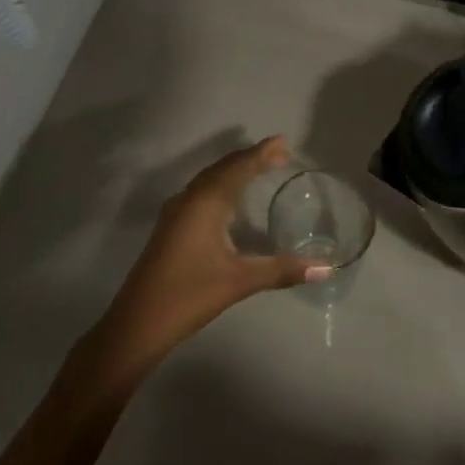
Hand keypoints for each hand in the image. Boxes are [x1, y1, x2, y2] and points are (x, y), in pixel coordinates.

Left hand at [99, 137, 326, 364]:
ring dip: (234, 170)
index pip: (238, 167)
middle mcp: (189, 199)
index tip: (284, 143)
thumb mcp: (240, 281)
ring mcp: (176, 213)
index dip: (262, 153)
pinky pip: (200, 193)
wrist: (138, 321)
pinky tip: (229, 200)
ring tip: (259, 168)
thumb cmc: (190, 294)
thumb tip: (326, 268)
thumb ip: (282, 270)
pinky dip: (220, 185)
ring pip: (208, 180)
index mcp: (206, 203)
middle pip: (222, 168)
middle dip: (250, 158)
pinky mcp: (170, 227)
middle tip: (279, 153)